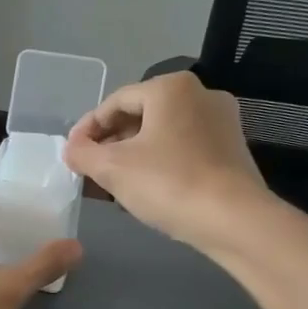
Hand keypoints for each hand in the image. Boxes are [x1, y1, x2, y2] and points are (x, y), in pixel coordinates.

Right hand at [64, 72, 269, 251]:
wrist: (235, 221)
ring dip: (134, 154)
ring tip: (113, 182)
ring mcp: (222, 121)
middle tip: (90, 169)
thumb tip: (72, 149)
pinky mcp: (232, 149)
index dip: (87, 128)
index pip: (115, 102)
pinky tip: (147, 187)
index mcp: (170, 87)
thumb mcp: (112, 169)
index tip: (72, 154)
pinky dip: (160, 162)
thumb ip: (83, 153)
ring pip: (163, 133)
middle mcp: (200, 94)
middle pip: (141, 115)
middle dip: (111, 142)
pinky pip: (184, 147)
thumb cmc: (168, 184)